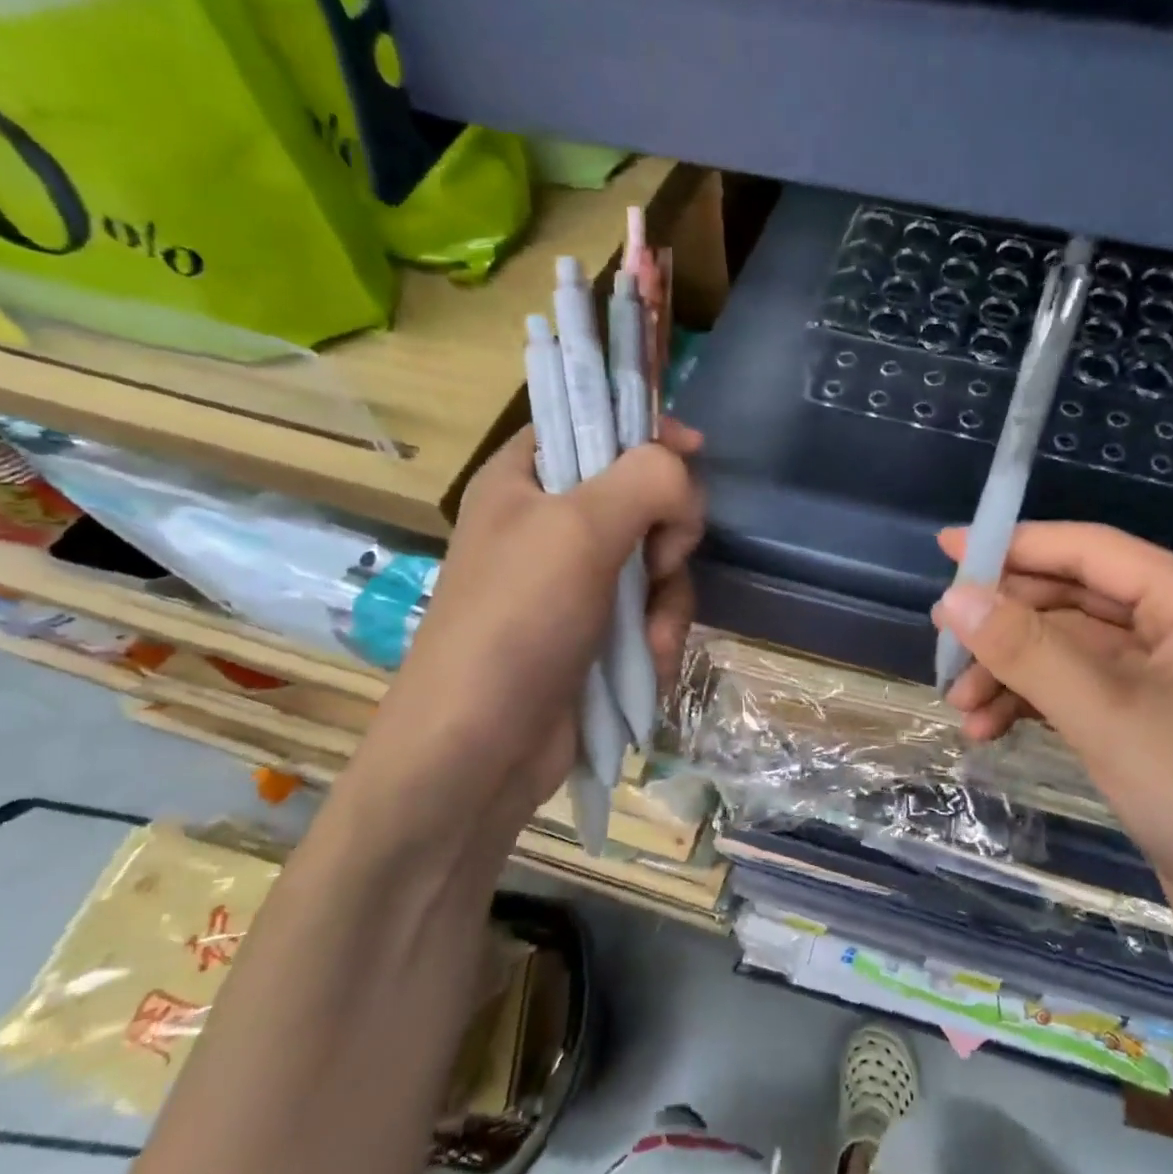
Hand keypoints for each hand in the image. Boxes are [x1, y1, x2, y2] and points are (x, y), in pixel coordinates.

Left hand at [338, 420, 704, 866]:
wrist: (480, 751)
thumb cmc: (516, 622)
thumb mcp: (579, 530)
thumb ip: (646, 479)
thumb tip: (685, 476)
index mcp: (526, 479)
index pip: (594, 422)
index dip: (646, 431)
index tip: (693, 451)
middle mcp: (552, 524)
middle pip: (644, 495)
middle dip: (667, 536)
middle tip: (655, 564)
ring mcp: (577, 582)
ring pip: (659, 561)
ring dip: (666, 603)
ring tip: (647, 640)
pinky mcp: (598, 632)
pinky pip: (653, 612)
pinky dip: (657, 638)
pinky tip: (645, 666)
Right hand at [933, 522, 1172, 975]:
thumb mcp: (1109, 718)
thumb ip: (1028, 650)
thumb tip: (954, 597)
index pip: (1093, 551)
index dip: (1017, 545)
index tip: (948, 547)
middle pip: (1076, 600)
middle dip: (1008, 625)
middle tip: (944, 644)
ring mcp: (1171, 680)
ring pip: (1071, 651)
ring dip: (1014, 673)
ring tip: (961, 707)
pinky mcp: (1155, 724)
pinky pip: (1081, 692)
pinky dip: (1035, 704)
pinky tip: (989, 730)